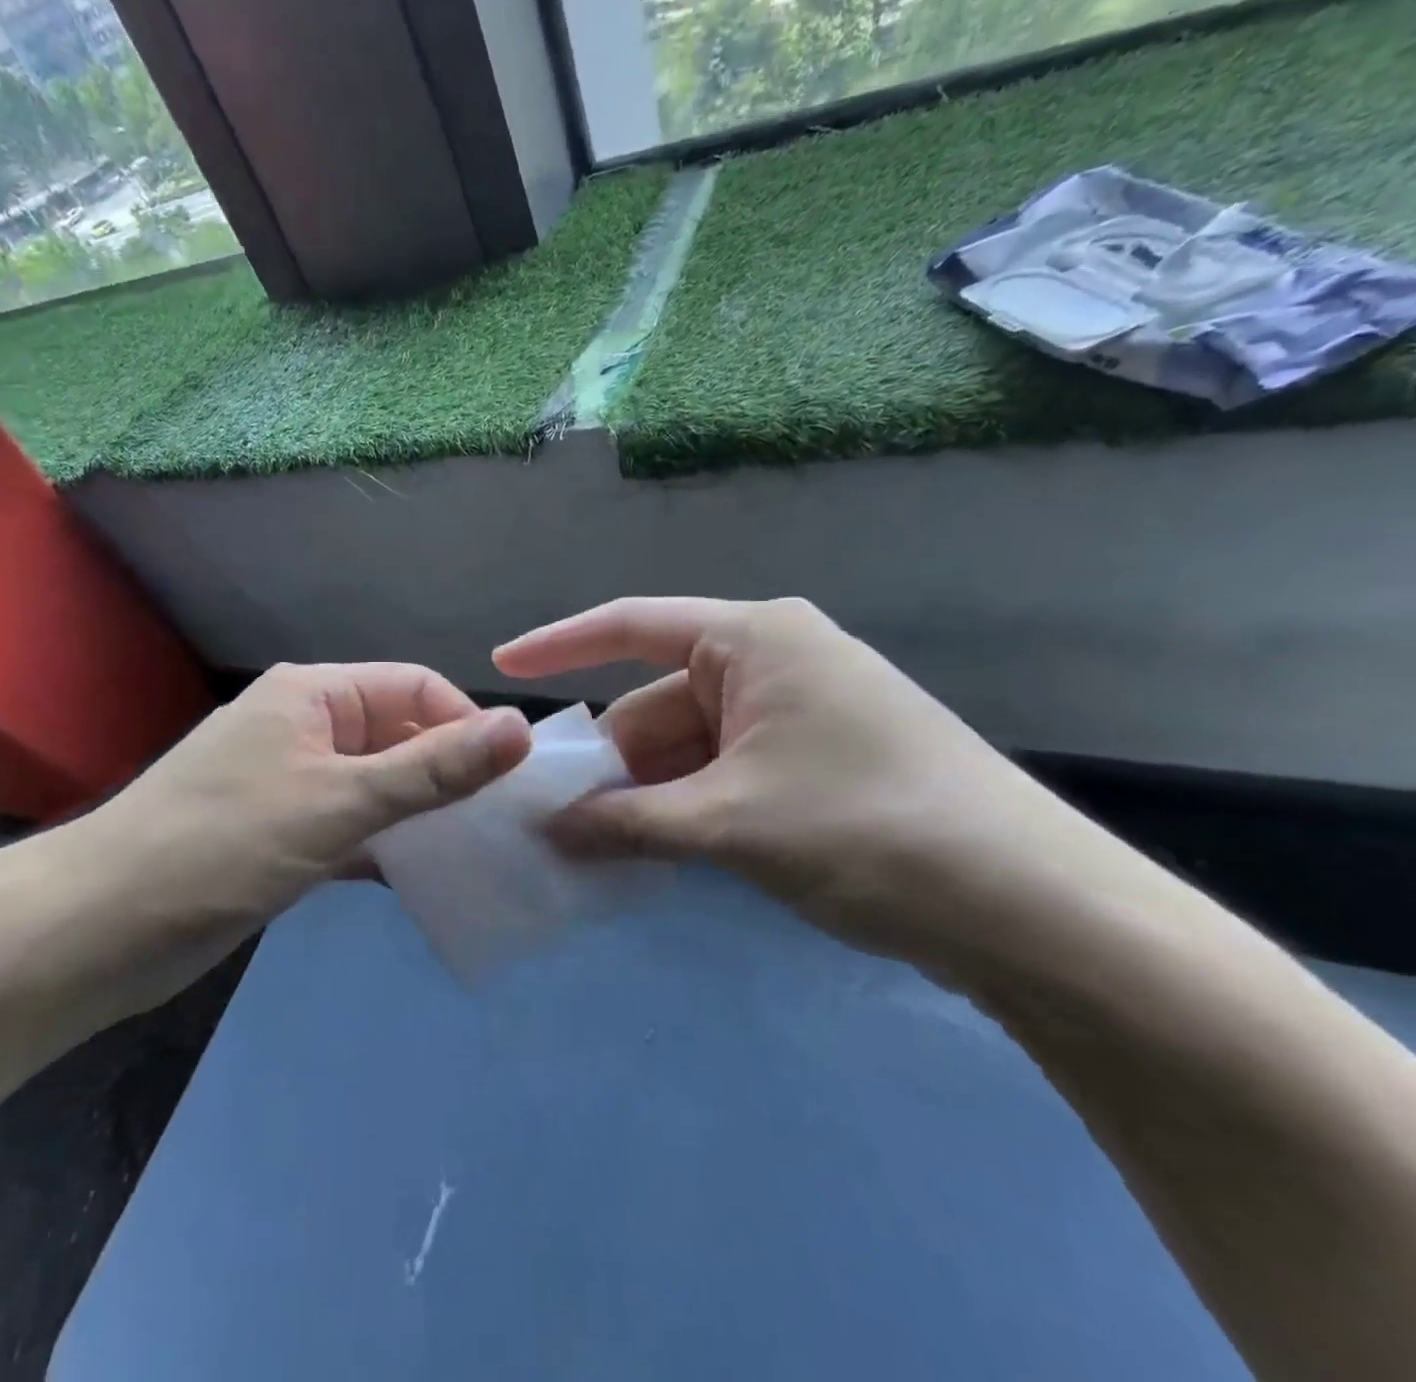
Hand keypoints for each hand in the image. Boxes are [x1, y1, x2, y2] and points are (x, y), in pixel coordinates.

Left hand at [73, 662, 532, 926]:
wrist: (97, 929)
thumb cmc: (223, 846)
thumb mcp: (340, 802)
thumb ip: (433, 768)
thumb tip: (520, 727)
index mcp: (314, 694)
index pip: (415, 688)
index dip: (466, 725)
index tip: (509, 782)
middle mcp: (304, 727)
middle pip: (397, 735)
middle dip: (448, 774)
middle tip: (499, 825)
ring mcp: (289, 782)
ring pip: (377, 785)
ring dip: (420, 814)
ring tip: (474, 852)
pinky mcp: (279, 833)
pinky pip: (350, 826)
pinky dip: (384, 846)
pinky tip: (420, 878)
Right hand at [494, 598, 1077, 971]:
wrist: (1032, 909)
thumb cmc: (867, 829)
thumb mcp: (728, 823)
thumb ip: (627, 823)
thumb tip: (549, 831)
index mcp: (754, 639)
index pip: (631, 625)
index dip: (560, 645)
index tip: (501, 666)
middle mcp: (774, 660)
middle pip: (658, 702)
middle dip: (609, 759)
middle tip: (552, 817)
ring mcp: (798, 712)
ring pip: (690, 745)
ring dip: (647, 793)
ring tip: (597, 848)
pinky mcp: (816, 760)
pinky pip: (724, 772)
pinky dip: (687, 807)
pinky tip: (658, 851)